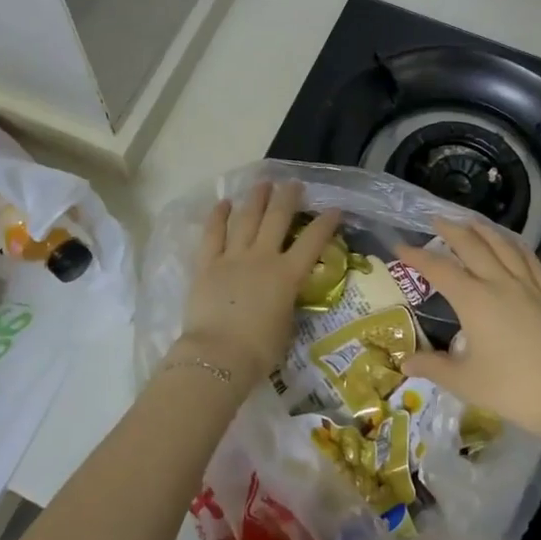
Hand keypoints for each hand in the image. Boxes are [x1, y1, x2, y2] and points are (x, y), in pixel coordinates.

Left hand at [176, 181, 340, 389]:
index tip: (334, 208)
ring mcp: (233, 257)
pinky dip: (218, 216)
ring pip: (246, 218)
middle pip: (277, 218)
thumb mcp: (286, 326)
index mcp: (287, 275)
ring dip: (256, 199)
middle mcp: (262, 257)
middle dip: (288, 198)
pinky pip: (212, 234)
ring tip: (263, 183)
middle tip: (293, 184)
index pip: (313, 242)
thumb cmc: (259, 350)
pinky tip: (224, 203)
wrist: (219, 356)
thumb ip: (287, 303)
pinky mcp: (206, 264)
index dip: (325, 223)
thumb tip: (283, 294)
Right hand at [398, 218, 540, 440]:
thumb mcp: (465, 382)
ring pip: (503, 247)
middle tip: (436, 219)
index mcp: (474, 300)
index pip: (439, 269)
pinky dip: (517, 246)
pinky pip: (532, 261)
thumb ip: (433, 367)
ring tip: (470, 221)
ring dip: (484, 230)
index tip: (400, 246)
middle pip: (472, 246)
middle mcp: (500, 284)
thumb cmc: (514, 389)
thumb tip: (404, 362)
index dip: (417, 256)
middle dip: (451, 230)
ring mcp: (529, 287)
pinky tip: (513, 243)